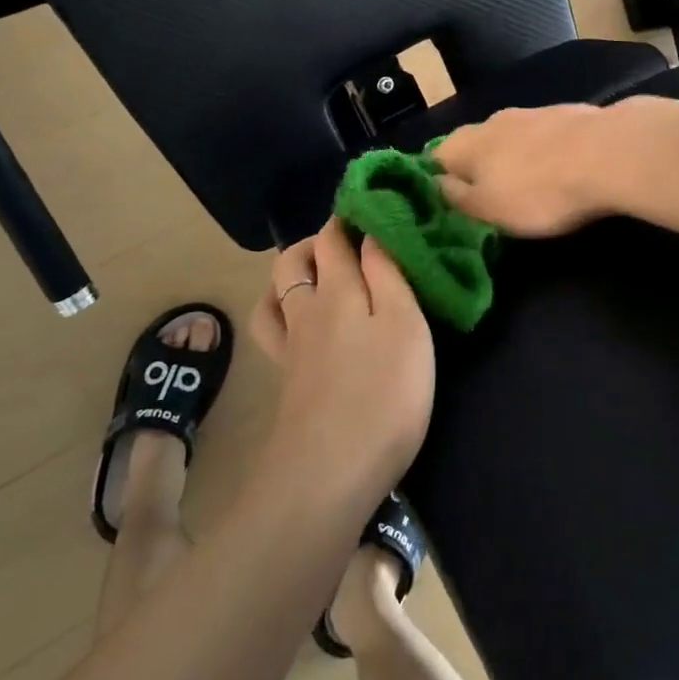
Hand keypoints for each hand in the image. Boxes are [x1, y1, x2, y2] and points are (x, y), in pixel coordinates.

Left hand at [249, 219, 433, 503]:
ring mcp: (291, 346)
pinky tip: (299, 322)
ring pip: (277, 291)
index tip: (373, 205)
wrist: (330, 474)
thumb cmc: (383, 394)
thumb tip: (374, 231)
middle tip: (352, 240)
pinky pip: (273, 328)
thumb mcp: (405, 324)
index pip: (334, 236)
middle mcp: (307, 309)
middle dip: (317, 239)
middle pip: (295, 258)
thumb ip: (389, 274)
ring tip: (320, 273)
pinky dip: (280, 310)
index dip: (350, 216)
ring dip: (293, 271)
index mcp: (339, 289)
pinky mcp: (286, 379)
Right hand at [433, 99, 659, 236]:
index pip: (436, 157)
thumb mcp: (489, 209)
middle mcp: (493, 121)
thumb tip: (438, 183)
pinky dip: (544, 152)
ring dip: (512, 158)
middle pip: (474, 144)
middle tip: (489, 197)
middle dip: (478, 167)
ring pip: (509, 137)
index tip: (450, 202)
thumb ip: (458, 197)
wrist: (608, 154)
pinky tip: (559, 168)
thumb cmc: (539, 192)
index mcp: (466, 144)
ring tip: (526, 184)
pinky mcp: (567, 114)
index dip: (439, 179)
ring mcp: (532, 113)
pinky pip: (543, 136)